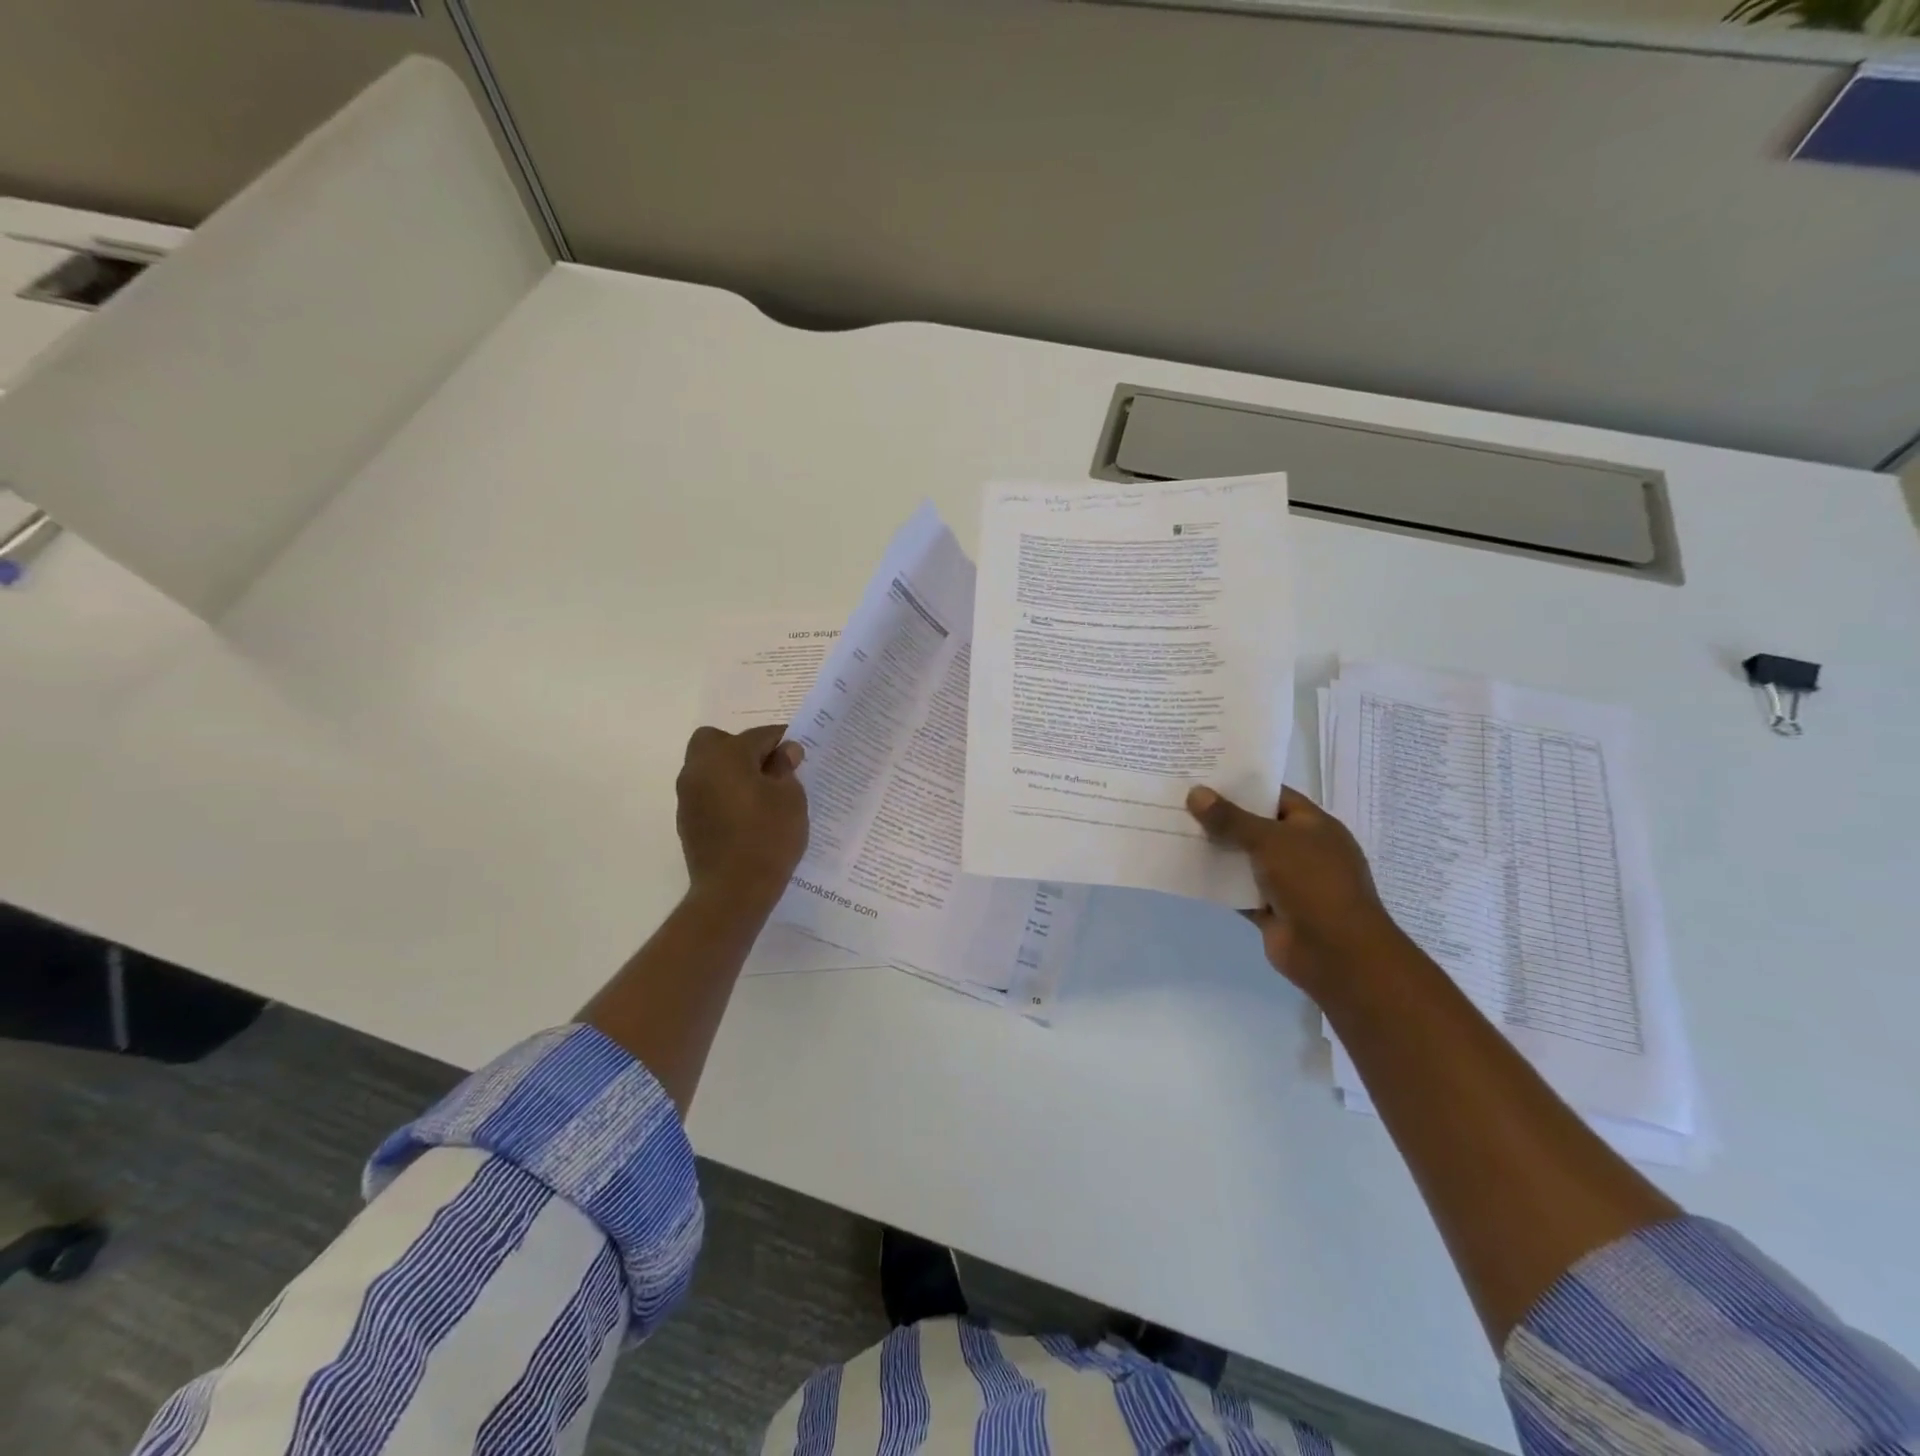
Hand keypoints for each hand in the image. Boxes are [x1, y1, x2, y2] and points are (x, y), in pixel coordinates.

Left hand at [676, 724, 808, 904]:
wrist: (733, 891)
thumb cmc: (768, 837)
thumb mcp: (791, 799)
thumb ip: (786, 769)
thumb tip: (784, 752)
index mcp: (726, 755)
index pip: (760, 736)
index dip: (784, 741)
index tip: (800, 752)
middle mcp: (699, 768)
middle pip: (718, 741)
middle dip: (744, 748)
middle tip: (769, 769)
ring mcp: (688, 796)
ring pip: (709, 768)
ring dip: (732, 772)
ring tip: (761, 794)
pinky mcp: (686, 820)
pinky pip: (707, 793)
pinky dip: (724, 794)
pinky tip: (746, 815)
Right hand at [1186, 784, 1403, 995]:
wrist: (1336, 952)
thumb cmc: (1312, 883)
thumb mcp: (1270, 840)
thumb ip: (1230, 818)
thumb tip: (1195, 793)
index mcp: (1314, 826)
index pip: (1274, 796)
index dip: (1242, 785)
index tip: (1204, 776)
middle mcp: (1302, 851)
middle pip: (1256, 827)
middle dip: (1222, 817)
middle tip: (1180, 801)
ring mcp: (1287, 882)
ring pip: (1244, 860)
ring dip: (1216, 850)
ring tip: (1174, 830)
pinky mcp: (1270, 910)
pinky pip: (1238, 890)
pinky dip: (1217, 882)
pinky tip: (1185, 869)